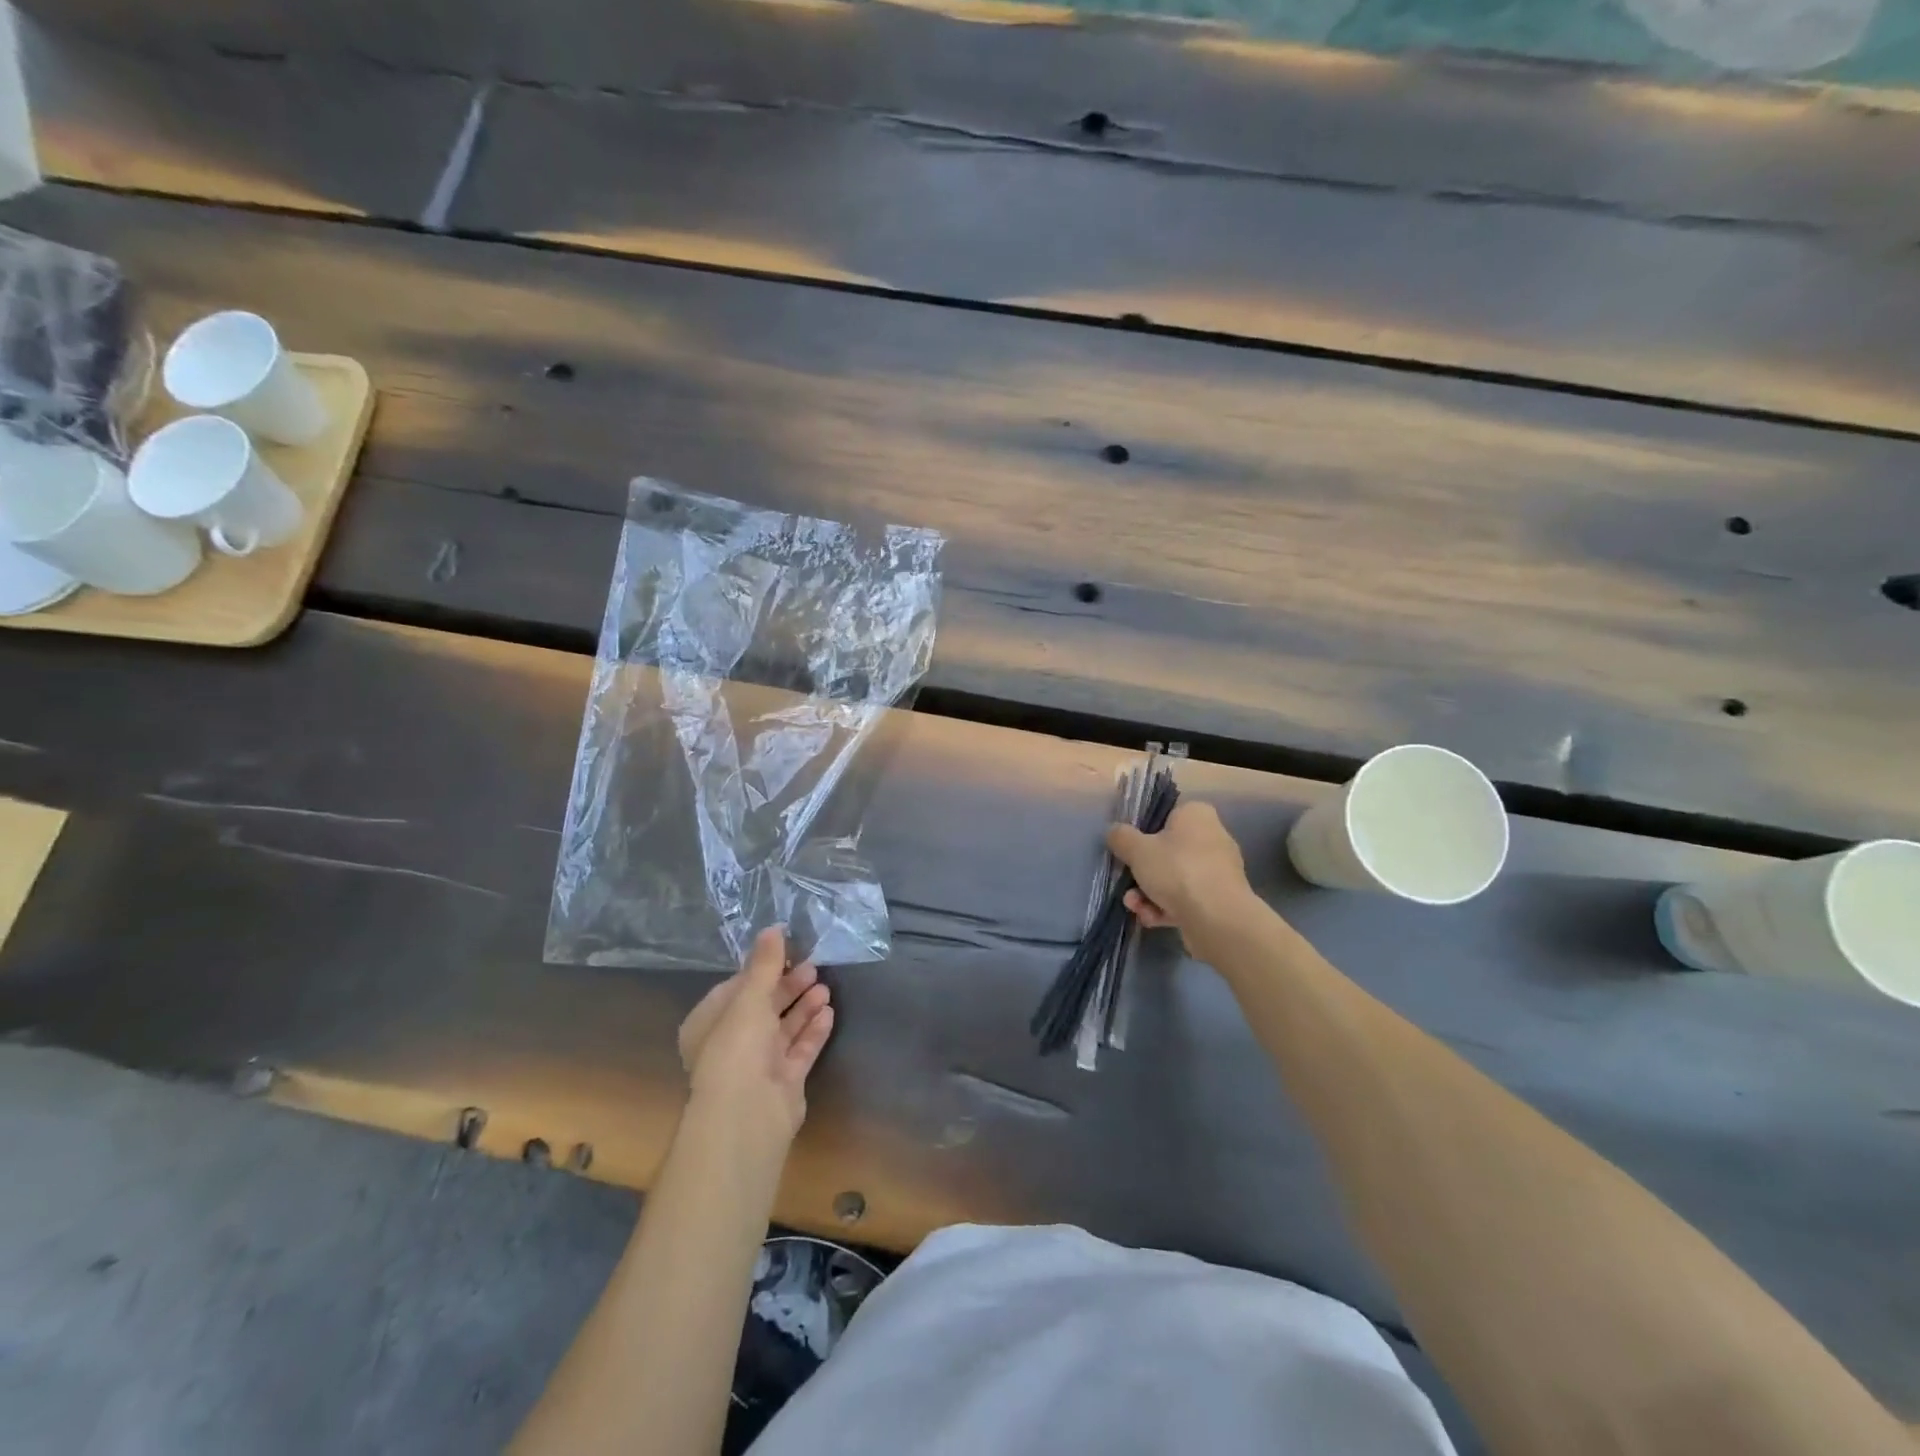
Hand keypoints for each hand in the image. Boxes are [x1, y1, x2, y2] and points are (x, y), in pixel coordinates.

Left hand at [677, 927, 834, 1146]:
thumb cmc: (737, 1047)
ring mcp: (758, 1065)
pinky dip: (813, 1031)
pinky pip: (800, 1049)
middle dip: (787, 986)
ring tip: (825, 987)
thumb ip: (764, 963)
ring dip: (803, 1007)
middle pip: (763, 1008)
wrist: (747, 1114)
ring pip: (783, 1028)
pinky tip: (829, 1013)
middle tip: (813, 967)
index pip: (736, 988)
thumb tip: (773, 928)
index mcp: (709, 1024)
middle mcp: (731, 1044)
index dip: (761, 970)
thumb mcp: (749, 997)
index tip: (787, 951)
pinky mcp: (783, 1082)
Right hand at [1107, 800, 1251, 947]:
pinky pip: (1186, 899)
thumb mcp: (1137, 849)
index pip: (1167, 815)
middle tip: (1127, 882)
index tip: (1129, 847)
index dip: (1144, 831)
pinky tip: (1150, 919)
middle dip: (1143, 871)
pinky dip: (1166, 908)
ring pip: (1174, 878)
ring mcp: (1218, 871)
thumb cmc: (1177, 870)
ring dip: (1149, 893)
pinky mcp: (1219, 900)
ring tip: (1135, 906)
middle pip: (1168, 851)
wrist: (1218, 918)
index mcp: (1197, 815)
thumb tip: (1115, 832)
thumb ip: (1121, 837)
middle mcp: (1212, 838)